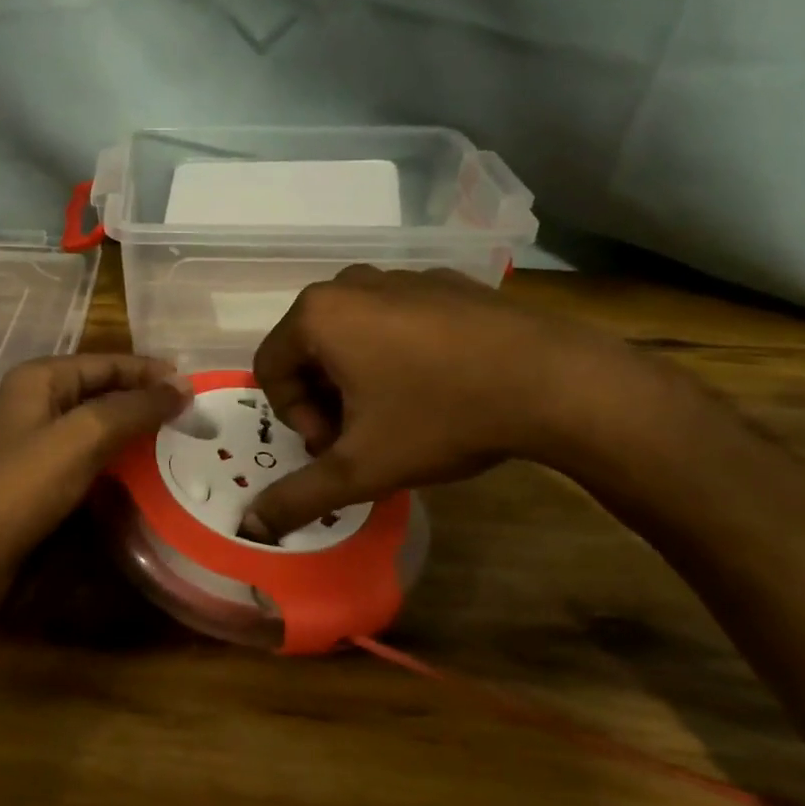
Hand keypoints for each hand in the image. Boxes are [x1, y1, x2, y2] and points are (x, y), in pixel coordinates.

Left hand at [0, 354, 187, 571]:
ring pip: (97, 430)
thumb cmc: (21, 487)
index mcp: (40, 379)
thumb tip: (182, 384)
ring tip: (181, 447)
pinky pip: (87, 462)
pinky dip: (117, 466)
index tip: (195, 387)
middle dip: (145, 403)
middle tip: (195, 419)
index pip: (107, 363)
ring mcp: (35, 445)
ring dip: (135, 436)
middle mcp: (36, 404)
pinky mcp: (38, 482)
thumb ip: (134, 408)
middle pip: (102, 393)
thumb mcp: (83, 438)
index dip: (150, 372)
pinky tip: (147, 479)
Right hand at [246, 265, 638, 536]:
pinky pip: (397, 320)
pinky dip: (399, 354)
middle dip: (326, 400)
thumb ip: (298, 497)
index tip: (337, 447)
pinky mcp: (444, 281)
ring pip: (353, 335)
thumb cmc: (439, 417)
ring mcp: (401, 276)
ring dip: (360, 379)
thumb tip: (250, 529)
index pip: (270, 370)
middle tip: (365, 437)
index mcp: (317, 314)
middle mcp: (350, 283)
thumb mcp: (361, 468)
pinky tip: (439, 385)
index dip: (296, 419)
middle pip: (310, 350)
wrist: (554, 381)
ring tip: (402, 415)